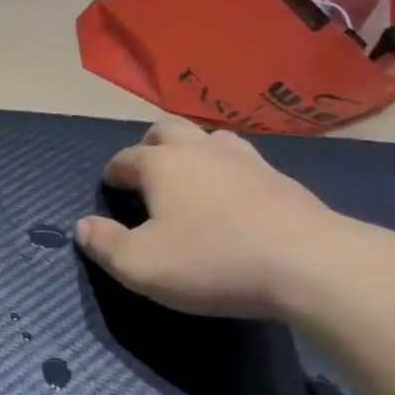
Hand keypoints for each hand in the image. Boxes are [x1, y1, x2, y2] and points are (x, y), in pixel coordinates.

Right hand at [75, 113, 349, 319]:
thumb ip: (104, 244)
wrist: (311, 265)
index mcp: (161, 164)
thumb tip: (83, 226)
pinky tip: (235, 199)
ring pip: (211, 139)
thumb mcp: (140, 265)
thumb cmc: (212, 260)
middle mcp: (200, 150)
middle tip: (147, 174)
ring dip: (194, 153)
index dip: (113, 174)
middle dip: (149, 146)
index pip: (125, 158)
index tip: (110, 190)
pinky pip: (245, 163)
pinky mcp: (283, 180)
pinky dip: (230, 174)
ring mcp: (247, 160)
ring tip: (192, 181)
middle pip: (167, 129)